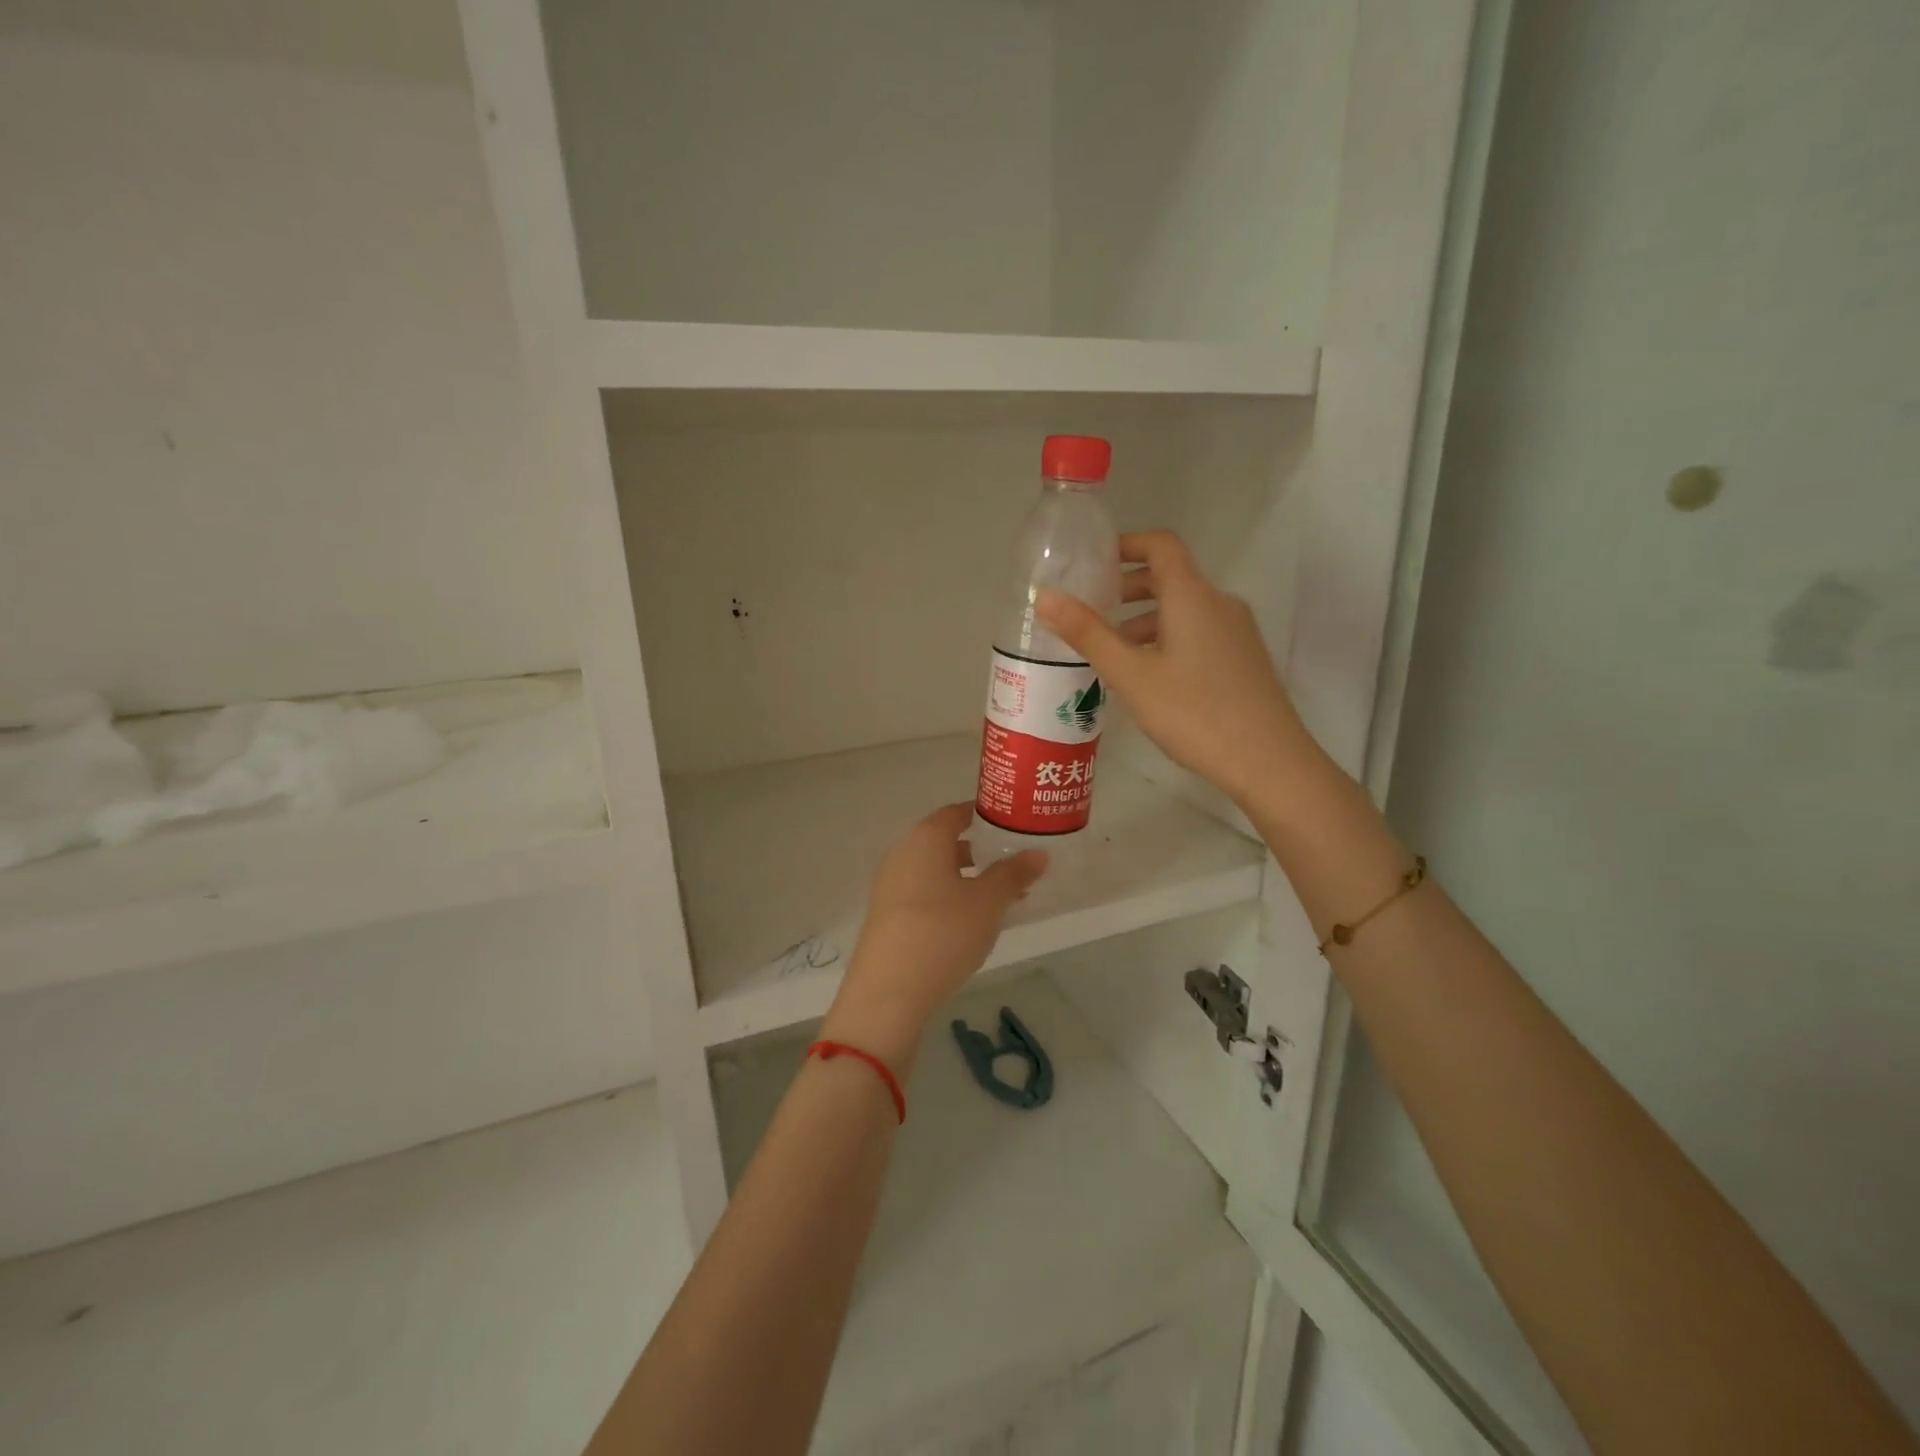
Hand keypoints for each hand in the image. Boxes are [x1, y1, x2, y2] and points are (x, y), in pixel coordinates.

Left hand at [820, 803, 1047, 1071]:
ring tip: (1000, 898)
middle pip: (944, 842)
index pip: (956, 812)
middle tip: (1014, 864)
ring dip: (966, 878)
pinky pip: (923, 893)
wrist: (888, 992)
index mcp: (925, 838)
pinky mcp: (886, 915)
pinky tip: (970, 923)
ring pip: (935, 871)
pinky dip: (948, 898)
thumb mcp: (988, 902)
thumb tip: (1039, 854)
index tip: (1012, 825)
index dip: (984, 816)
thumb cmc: (943, 932)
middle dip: (980, 851)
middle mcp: (902, 853)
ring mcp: (890, 885)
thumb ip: (1013, 874)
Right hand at [1037, 530, 1324, 811]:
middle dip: (1128, 588)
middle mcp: (1219, 603)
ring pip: (1184, 609)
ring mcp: (1237, 632)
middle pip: (1170, 577)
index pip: (1161, 545)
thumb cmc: (1194, 712)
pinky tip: (1149, 678)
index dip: (1126, 544)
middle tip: (1092, 612)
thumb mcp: (1131, 675)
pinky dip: (1167, 638)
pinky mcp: (1243, 658)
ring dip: (1145, 620)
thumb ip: (1088, 634)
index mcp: (1192, 596)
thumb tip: (1045, 597)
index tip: (1093, 563)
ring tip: (1112, 654)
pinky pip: (1199, 632)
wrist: (1268, 761)